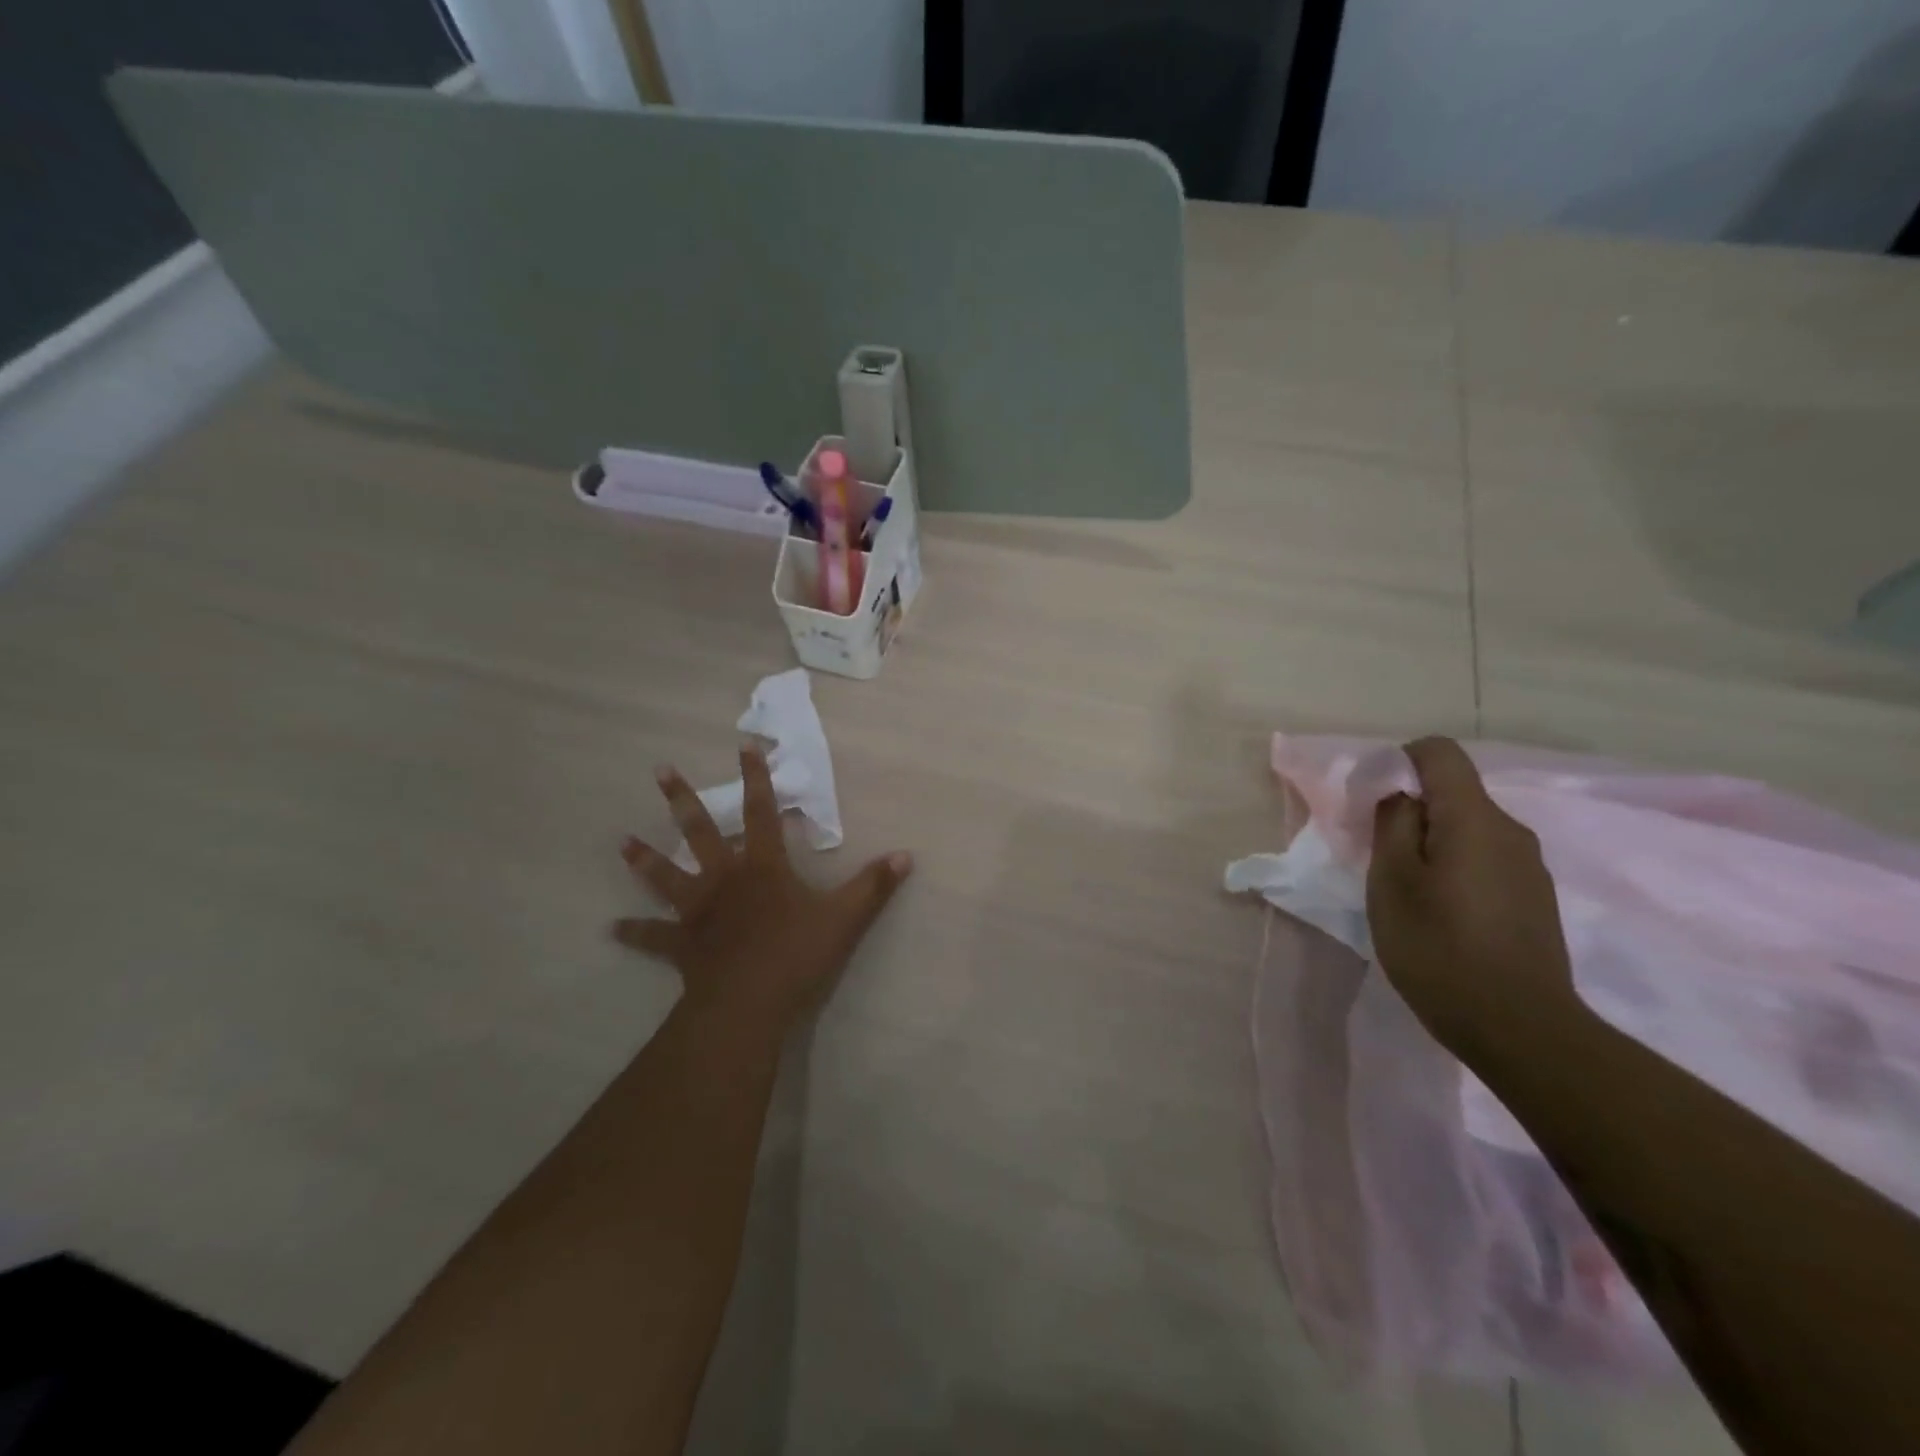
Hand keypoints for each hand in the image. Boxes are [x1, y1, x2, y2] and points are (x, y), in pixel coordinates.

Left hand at [614, 747, 912, 1030]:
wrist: (748, 1004)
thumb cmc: (796, 955)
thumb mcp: (845, 919)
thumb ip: (874, 886)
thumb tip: (906, 856)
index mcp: (763, 867)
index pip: (761, 812)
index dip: (756, 778)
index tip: (744, 745)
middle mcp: (725, 879)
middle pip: (700, 831)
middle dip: (683, 799)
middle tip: (660, 770)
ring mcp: (698, 912)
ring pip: (666, 877)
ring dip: (646, 859)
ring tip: (623, 841)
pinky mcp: (681, 945)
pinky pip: (653, 937)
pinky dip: (634, 932)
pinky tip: (611, 928)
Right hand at [1365, 737, 1580, 1065]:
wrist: (1519, 1028)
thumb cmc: (1439, 947)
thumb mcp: (1392, 880)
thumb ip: (1393, 824)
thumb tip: (1400, 795)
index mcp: (1474, 818)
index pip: (1439, 753)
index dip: (1400, 762)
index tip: (1374, 801)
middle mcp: (1511, 830)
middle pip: (1454, 793)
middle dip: (1412, 811)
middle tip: (1380, 856)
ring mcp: (1530, 867)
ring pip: (1469, 829)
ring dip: (1433, 843)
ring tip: (1408, 891)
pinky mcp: (1535, 899)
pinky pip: (1486, 860)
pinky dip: (1455, 868)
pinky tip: (1442, 914)